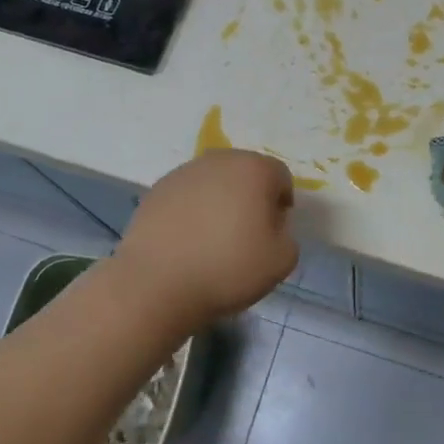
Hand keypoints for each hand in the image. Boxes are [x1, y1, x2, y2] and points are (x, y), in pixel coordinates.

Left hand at [111, 149, 298, 330]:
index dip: (281, 204)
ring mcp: (184, 172)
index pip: (280, 176)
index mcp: (254, 169)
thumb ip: (287, 236)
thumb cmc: (227, 269)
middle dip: (250, 197)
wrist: (157, 283)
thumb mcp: (282, 261)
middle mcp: (219, 160)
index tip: (272, 232)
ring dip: (219, 201)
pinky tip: (186, 241)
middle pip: (245, 173)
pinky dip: (191, 210)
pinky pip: (186, 195)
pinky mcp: (156, 189)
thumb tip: (271, 226)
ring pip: (214, 181)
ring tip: (212, 238)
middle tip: (245, 233)